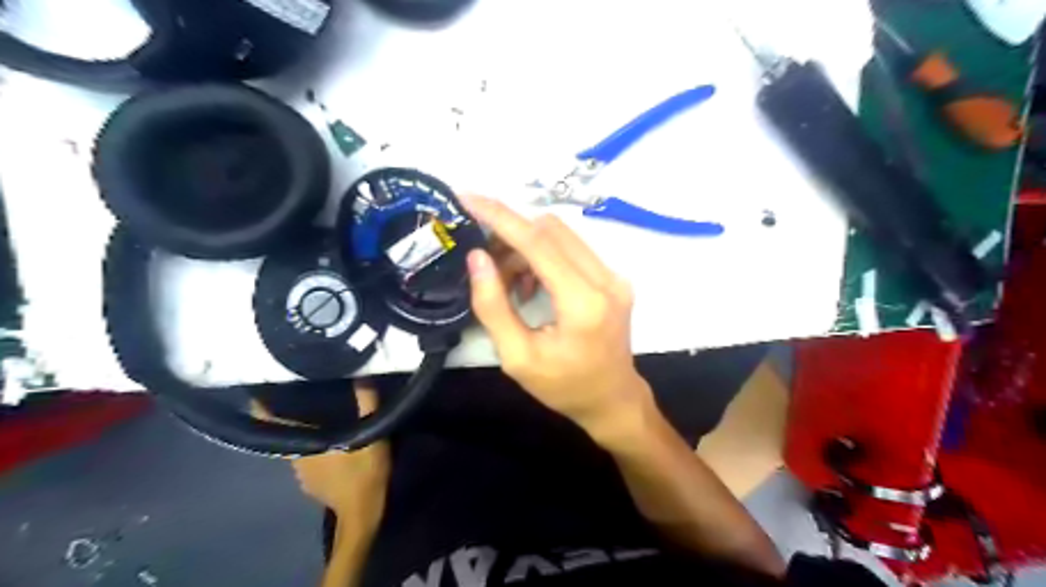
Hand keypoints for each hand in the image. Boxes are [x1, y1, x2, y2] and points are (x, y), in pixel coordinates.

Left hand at [250, 385, 389, 518]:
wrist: (362, 514)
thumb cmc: (364, 472)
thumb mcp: (372, 435)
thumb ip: (367, 405)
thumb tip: (361, 377)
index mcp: (305, 444)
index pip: (273, 423)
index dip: (262, 409)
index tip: (259, 391)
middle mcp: (296, 459)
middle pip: (288, 433)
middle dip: (293, 418)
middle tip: (304, 399)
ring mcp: (302, 475)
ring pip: (300, 448)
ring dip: (306, 436)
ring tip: (319, 421)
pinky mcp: (312, 486)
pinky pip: (308, 462)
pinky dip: (314, 453)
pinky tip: (329, 450)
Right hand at [463, 194, 650, 435]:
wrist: (612, 400)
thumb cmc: (563, 387)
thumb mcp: (517, 357)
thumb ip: (494, 306)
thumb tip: (477, 257)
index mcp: (583, 302)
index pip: (538, 242)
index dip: (500, 217)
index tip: (468, 198)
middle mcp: (606, 279)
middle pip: (551, 229)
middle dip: (510, 234)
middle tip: (485, 259)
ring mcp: (614, 276)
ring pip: (561, 235)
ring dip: (525, 247)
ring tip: (507, 282)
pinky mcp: (613, 278)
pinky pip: (572, 249)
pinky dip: (543, 256)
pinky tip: (529, 286)